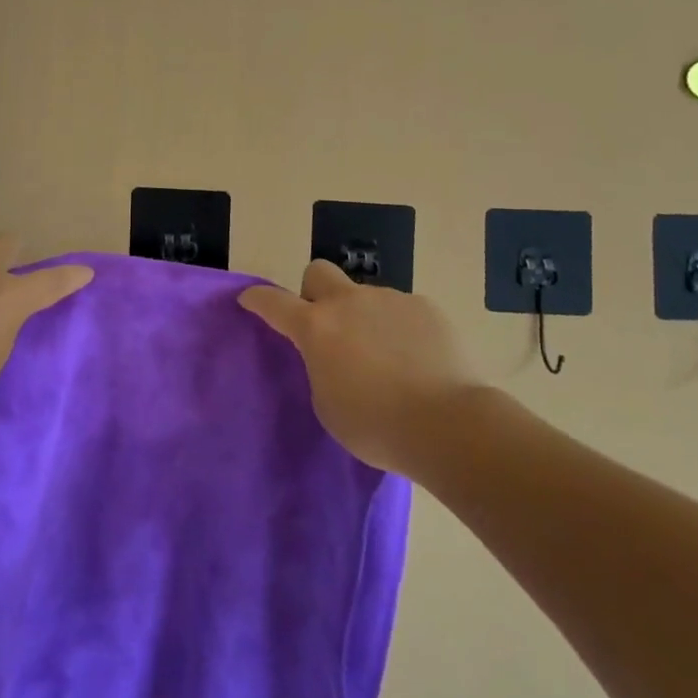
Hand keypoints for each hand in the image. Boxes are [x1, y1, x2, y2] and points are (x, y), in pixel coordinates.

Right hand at [240, 260, 482, 473]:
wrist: (448, 423)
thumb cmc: (376, 425)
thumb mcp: (328, 405)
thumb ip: (320, 368)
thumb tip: (331, 354)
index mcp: (316, 327)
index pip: (274, 302)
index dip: (258, 299)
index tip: (249, 299)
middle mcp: (348, 302)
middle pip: (318, 272)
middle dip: (314, 291)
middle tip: (327, 326)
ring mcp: (388, 299)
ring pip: (364, 297)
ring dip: (363, 318)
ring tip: (385, 358)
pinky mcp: (424, 307)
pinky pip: (401, 311)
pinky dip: (399, 329)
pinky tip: (416, 360)